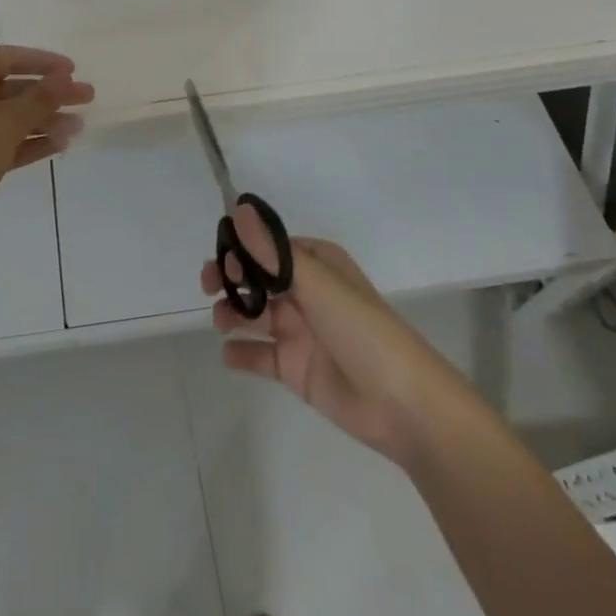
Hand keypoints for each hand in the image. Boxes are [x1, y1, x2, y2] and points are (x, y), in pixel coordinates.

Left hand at [0, 46, 92, 253]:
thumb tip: (63, 79)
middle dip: (50, 94)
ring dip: (45, 120)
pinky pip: (6, 142)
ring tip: (78, 128)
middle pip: (13, 88)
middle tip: (87, 98)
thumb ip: (39, 99)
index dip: (42, 62)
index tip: (72, 70)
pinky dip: (30, 142)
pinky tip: (60, 145)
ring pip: (11, 118)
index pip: (7, 58)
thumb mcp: (6, 121)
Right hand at [202, 204, 427, 463]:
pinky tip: (228, 353)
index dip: (242, 249)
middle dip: (231, 278)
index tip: (223, 259)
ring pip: (254, 313)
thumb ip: (273, 252)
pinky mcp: (295, 368)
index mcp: (317, 265)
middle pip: (257, 278)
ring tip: (222, 322)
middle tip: (209, 287)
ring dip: (232, 312)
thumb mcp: (318, 284)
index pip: (270, 247)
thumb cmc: (363, 332)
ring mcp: (300, 332)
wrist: (405, 407)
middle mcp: (306, 293)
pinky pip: (258, 355)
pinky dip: (240, 352)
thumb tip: (239, 208)